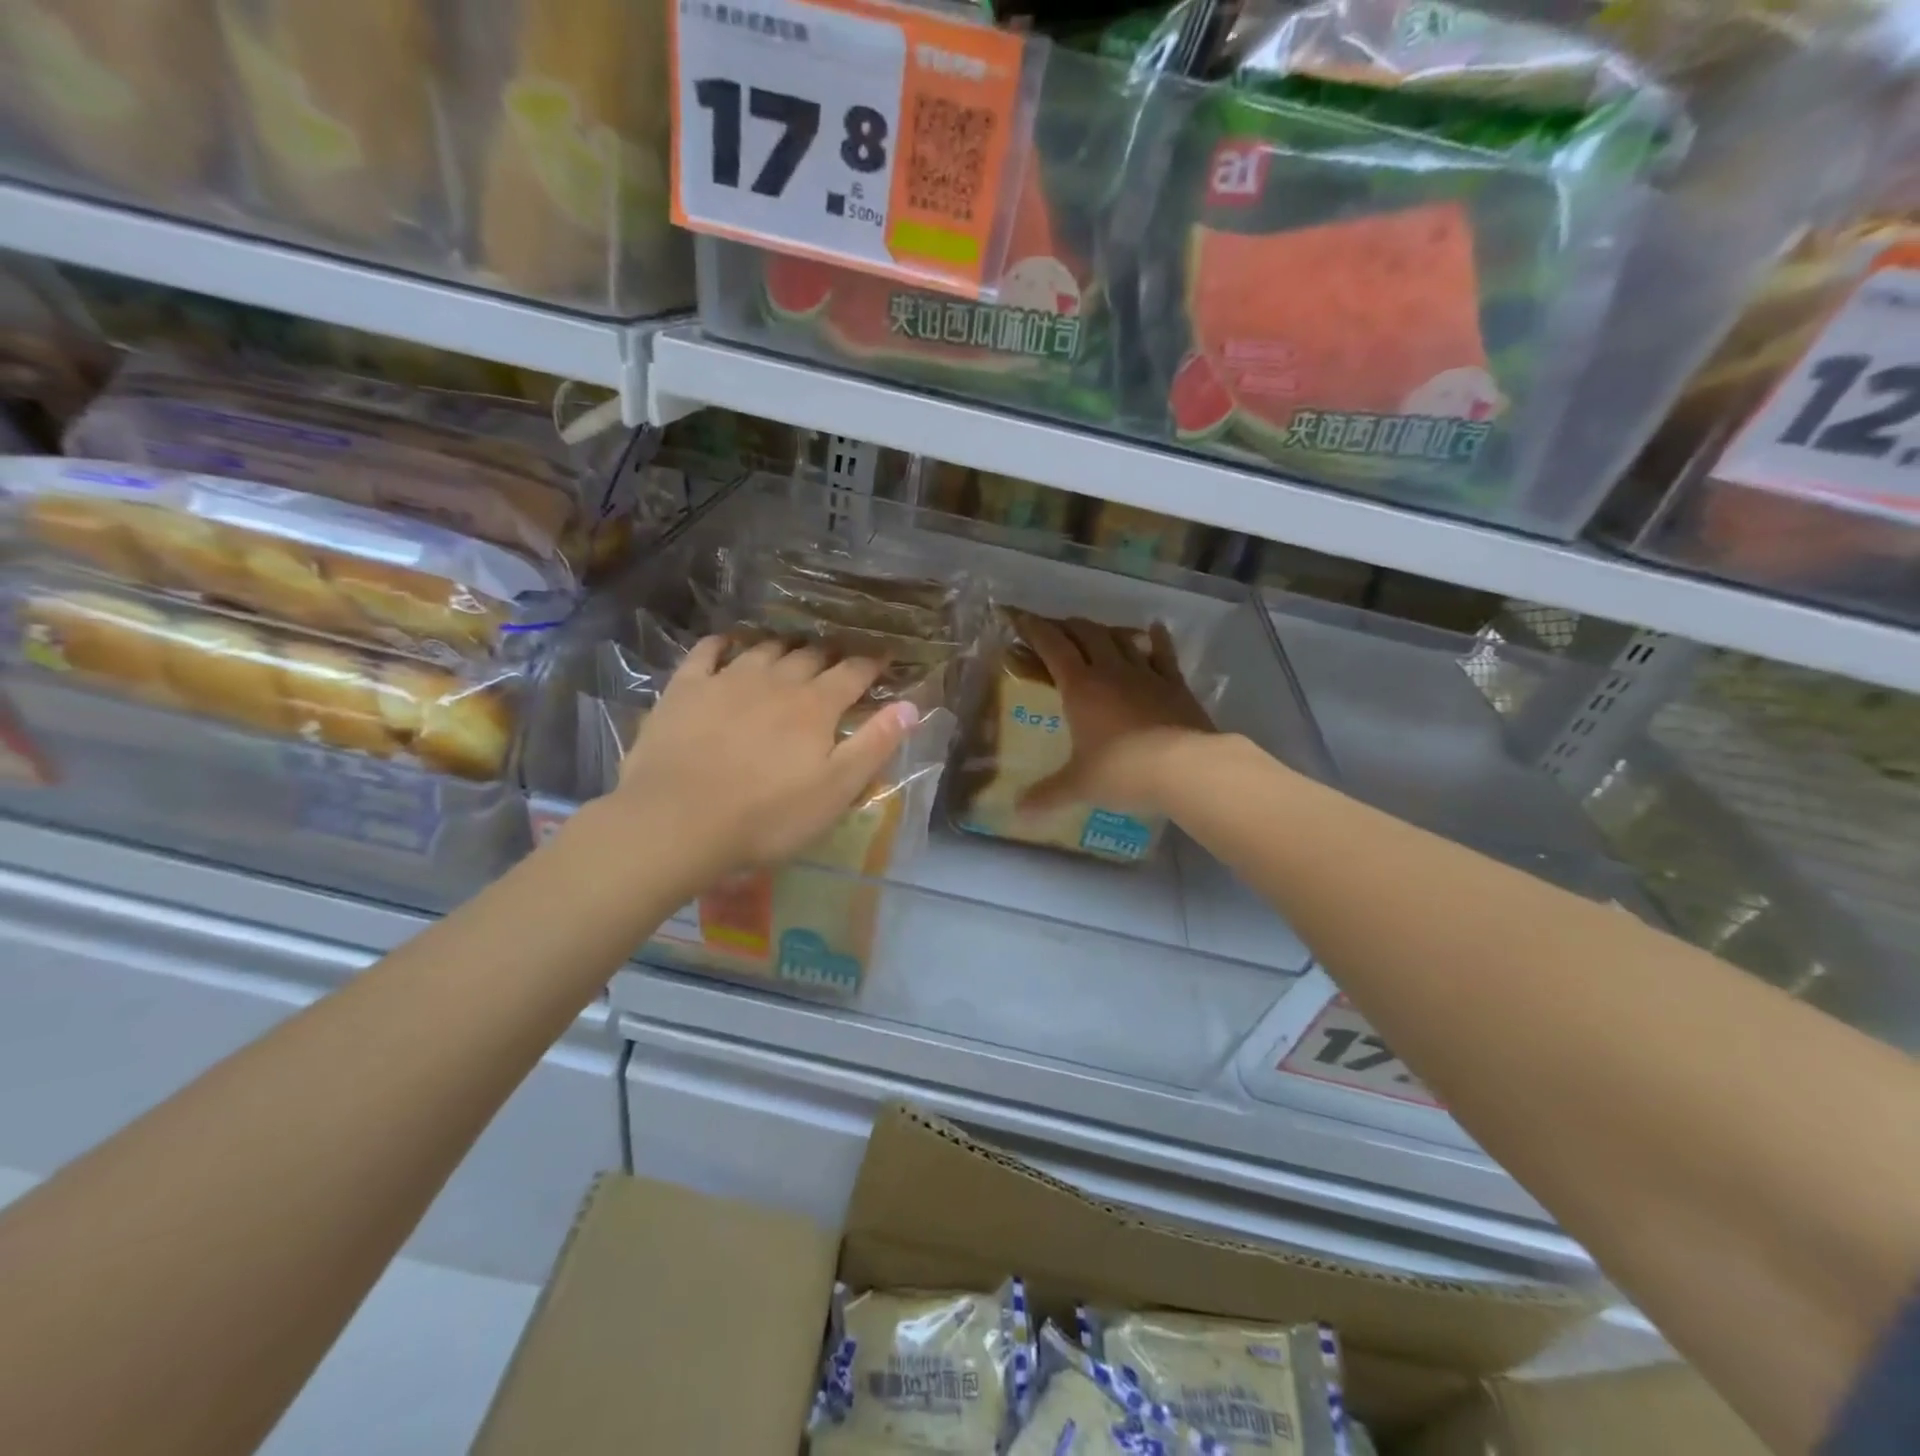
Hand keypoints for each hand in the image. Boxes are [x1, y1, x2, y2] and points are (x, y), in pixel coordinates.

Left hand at [613, 636, 915, 886]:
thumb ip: (875, 745)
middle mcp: (776, 681)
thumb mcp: (835, 791)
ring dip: (785, 645)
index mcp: (815, 706)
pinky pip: (708, 651)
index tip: (885, 656)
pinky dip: (724, 643)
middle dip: (831, 652)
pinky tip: (730, 643)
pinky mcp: (686, 689)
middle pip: (810, 655)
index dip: (873, 663)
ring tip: (794, 647)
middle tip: (841, 655)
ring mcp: (727, 680)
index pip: (853, 673)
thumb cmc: (767, 817)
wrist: (677, 822)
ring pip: (765, 648)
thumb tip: (911, 705)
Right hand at [1015, 613, 1215, 818]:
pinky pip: (1164, 655)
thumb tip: (1017, 812)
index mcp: (1081, 688)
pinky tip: (1155, 629)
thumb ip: (1047, 795)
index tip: (1020, 617)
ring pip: (1122, 640)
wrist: (1186, 769)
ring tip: (1095, 631)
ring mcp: (1147, 675)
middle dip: (1068, 627)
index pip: (1052, 647)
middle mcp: (1112, 672)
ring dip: (1105, 631)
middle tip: (1056, 628)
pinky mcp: (1176, 686)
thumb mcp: (1079, 785)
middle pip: (1086, 634)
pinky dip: (1157, 639)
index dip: (1035, 630)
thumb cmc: (1123, 772)